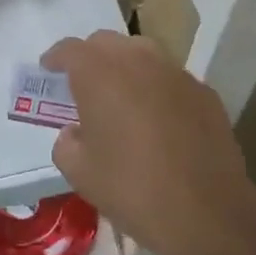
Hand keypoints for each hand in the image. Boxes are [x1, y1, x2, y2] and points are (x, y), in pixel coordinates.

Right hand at [43, 30, 255, 254]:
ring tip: (121, 94)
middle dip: (91, 56)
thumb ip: (67, 143)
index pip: (71, 49)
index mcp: (99, 73)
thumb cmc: (132, 188)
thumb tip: (75, 133)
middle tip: (83, 82)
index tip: (49, 68)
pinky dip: (157, 87)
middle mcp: (137, 60)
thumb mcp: (80, 173)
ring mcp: (175, 73)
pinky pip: (171, 78)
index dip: (56, 57)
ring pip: (142, 53)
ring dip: (126, 66)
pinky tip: (158, 116)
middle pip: (107, 42)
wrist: (207, 212)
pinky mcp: (204, 92)